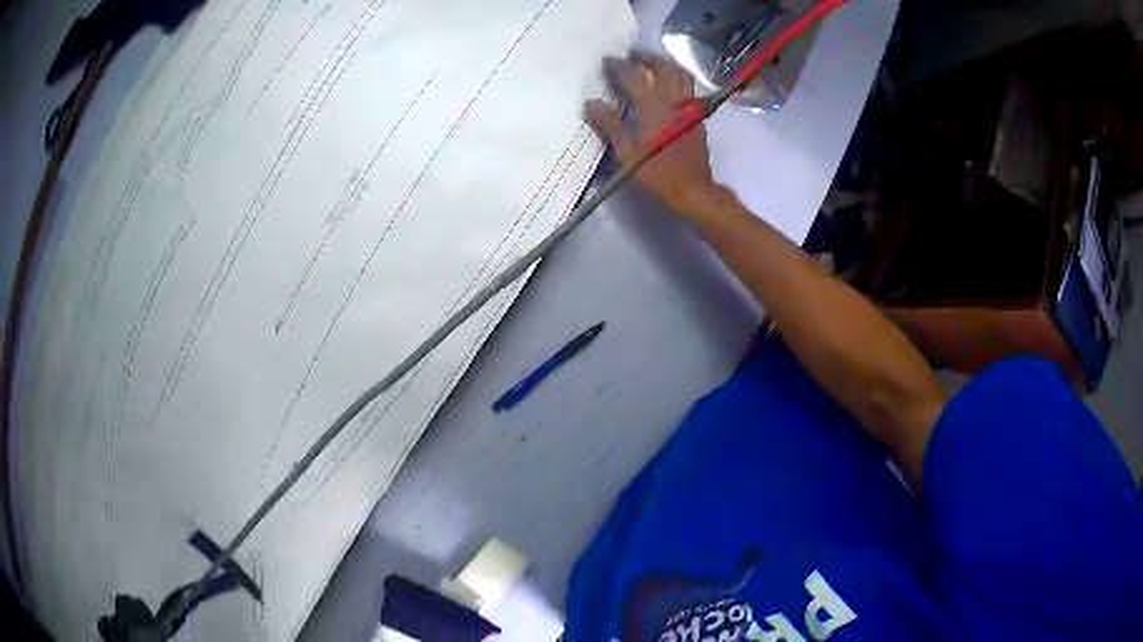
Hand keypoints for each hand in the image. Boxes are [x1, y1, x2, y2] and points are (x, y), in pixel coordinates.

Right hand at [584, 55, 722, 221]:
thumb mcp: (626, 153)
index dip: (620, 66)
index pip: (635, 77)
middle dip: (646, 57)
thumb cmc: (658, 173)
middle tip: (631, 54)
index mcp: (654, 108)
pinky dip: (677, 76)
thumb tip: (590, 103)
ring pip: (680, 74)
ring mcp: (688, 107)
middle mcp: (673, 101)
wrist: (693, 190)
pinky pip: (688, 86)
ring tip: (651, 62)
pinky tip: (668, 80)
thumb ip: (610, 125)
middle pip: (663, 68)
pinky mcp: (697, 115)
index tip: (607, 60)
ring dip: (665, 63)